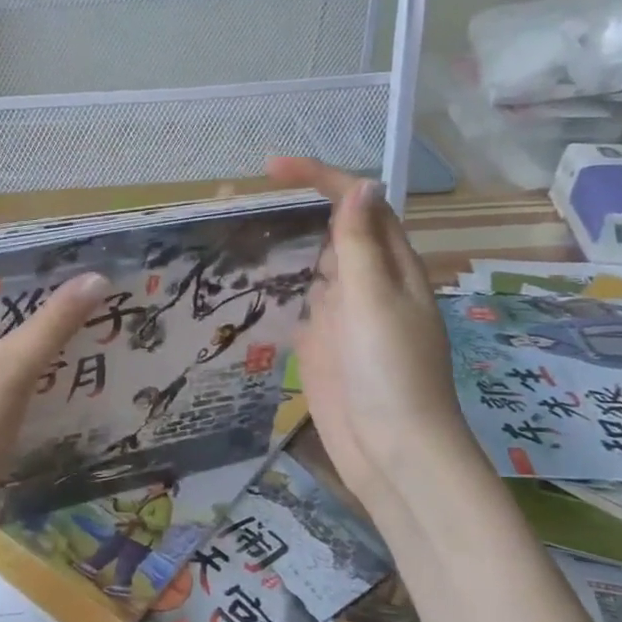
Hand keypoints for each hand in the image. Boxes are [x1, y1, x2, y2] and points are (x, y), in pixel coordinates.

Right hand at [267, 157, 477, 504]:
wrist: (392, 452)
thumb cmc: (390, 370)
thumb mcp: (375, 299)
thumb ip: (362, 244)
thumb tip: (360, 185)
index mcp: (390, 265)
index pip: (356, 205)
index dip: (319, 179)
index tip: (271, 169)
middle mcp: (366, 283)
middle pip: (329, 231)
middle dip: (289, 208)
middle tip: (233, 200)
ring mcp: (341, 314)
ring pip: (308, 266)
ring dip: (276, 245)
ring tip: (228, 230)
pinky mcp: (319, 344)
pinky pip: (294, 304)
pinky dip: (271, 287)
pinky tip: (240, 279)